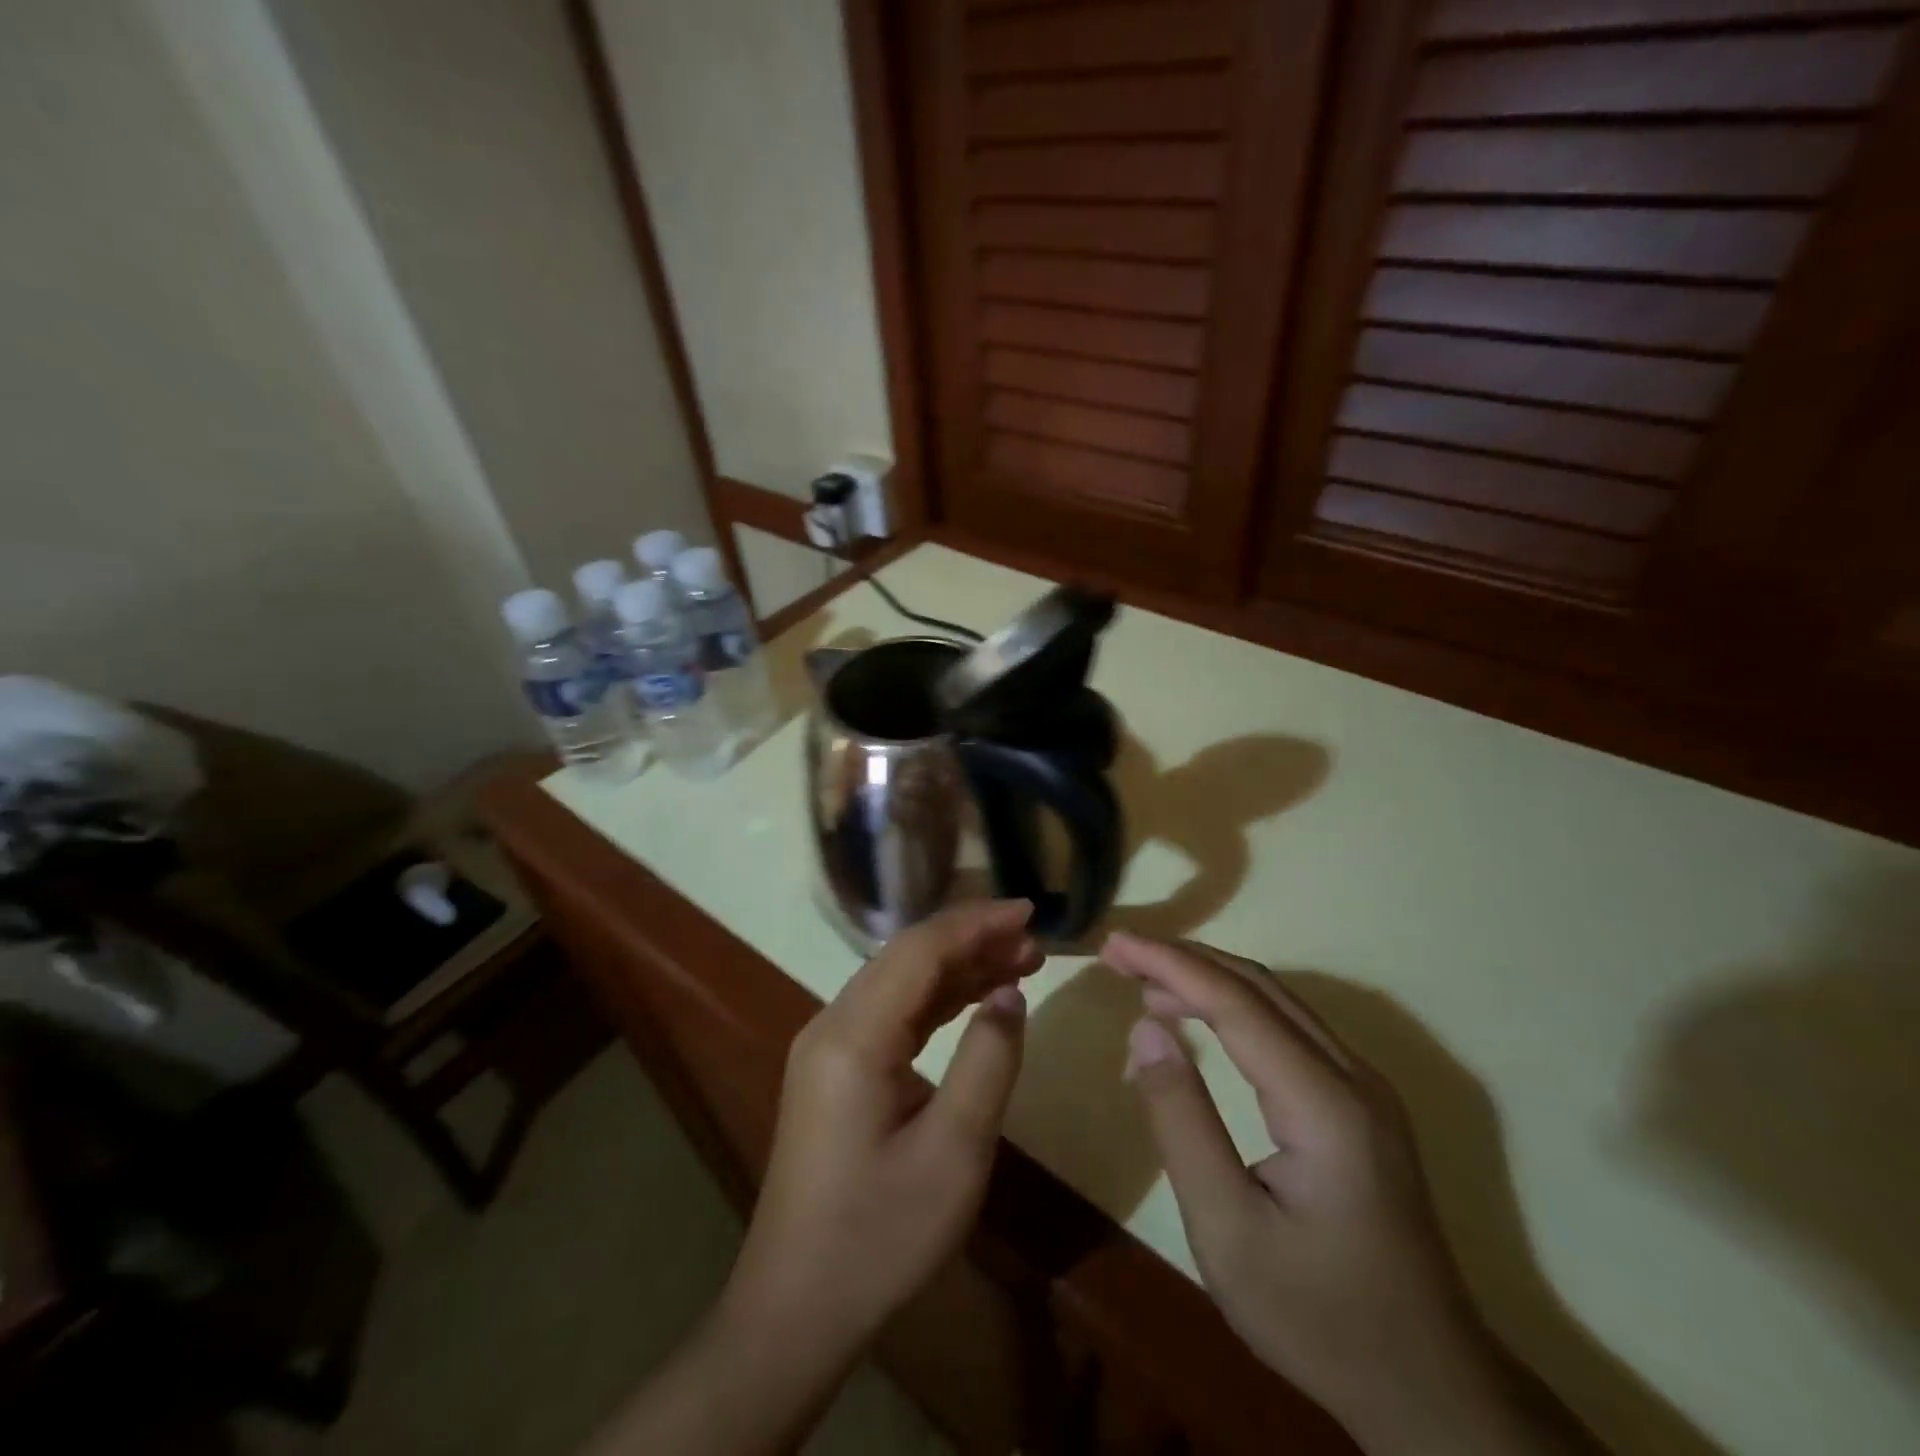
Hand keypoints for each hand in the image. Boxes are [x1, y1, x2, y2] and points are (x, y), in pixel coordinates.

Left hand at [588, 900, 1040, 1455]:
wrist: (796, 1309)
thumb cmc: (880, 1235)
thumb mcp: (955, 1152)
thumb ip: (988, 1059)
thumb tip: (1008, 993)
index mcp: (854, 1036)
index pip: (921, 950)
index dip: (977, 923)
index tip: (1030, 912)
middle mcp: (832, 1024)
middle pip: (907, 956)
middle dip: (971, 939)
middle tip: (1033, 940)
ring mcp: (827, 1046)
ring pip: (899, 981)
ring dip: (957, 966)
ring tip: (1018, 960)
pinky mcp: (833, 1070)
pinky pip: (890, 1013)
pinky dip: (936, 999)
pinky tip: (973, 998)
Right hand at [1105, 933, 1592, 1455]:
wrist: (1430, 1389)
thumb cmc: (1318, 1316)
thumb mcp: (1226, 1230)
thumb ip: (1181, 1121)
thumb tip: (1145, 1029)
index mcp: (1324, 1104)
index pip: (1236, 1002)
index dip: (1170, 964)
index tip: (1114, 945)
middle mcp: (1353, 1076)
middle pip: (1259, 986)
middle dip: (1184, 960)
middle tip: (1121, 954)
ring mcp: (1364, 1088)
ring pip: (1276, 1001)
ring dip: (1208, 979)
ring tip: (1144, 980)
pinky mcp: (1360, 1104)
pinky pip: (1288, 1027)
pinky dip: (1233, 1007)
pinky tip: (1198, 1018)